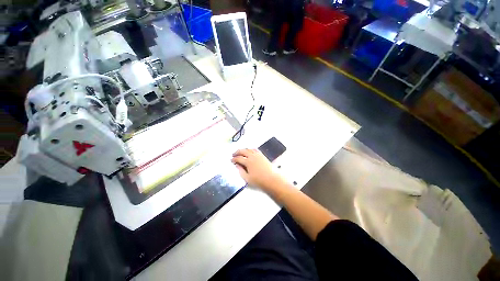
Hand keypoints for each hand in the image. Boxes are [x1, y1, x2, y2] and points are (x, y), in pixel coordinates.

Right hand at [231, 149, 284, 192]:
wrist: (272, 179)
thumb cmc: (259, 181)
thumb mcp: (247, 178)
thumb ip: (241, 171)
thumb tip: (237, 165)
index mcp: (248, 162)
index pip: (238, 158)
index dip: (234, 159)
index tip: (231, 160)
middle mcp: (252, 156)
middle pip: (243, 151)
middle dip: (237, 152)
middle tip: (233, 154)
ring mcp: (258, 155)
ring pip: (249, 149)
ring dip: (243, 150)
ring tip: (240, 152)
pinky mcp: (262, 155)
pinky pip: (255, 149)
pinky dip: (250, 149)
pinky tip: (249, 151)